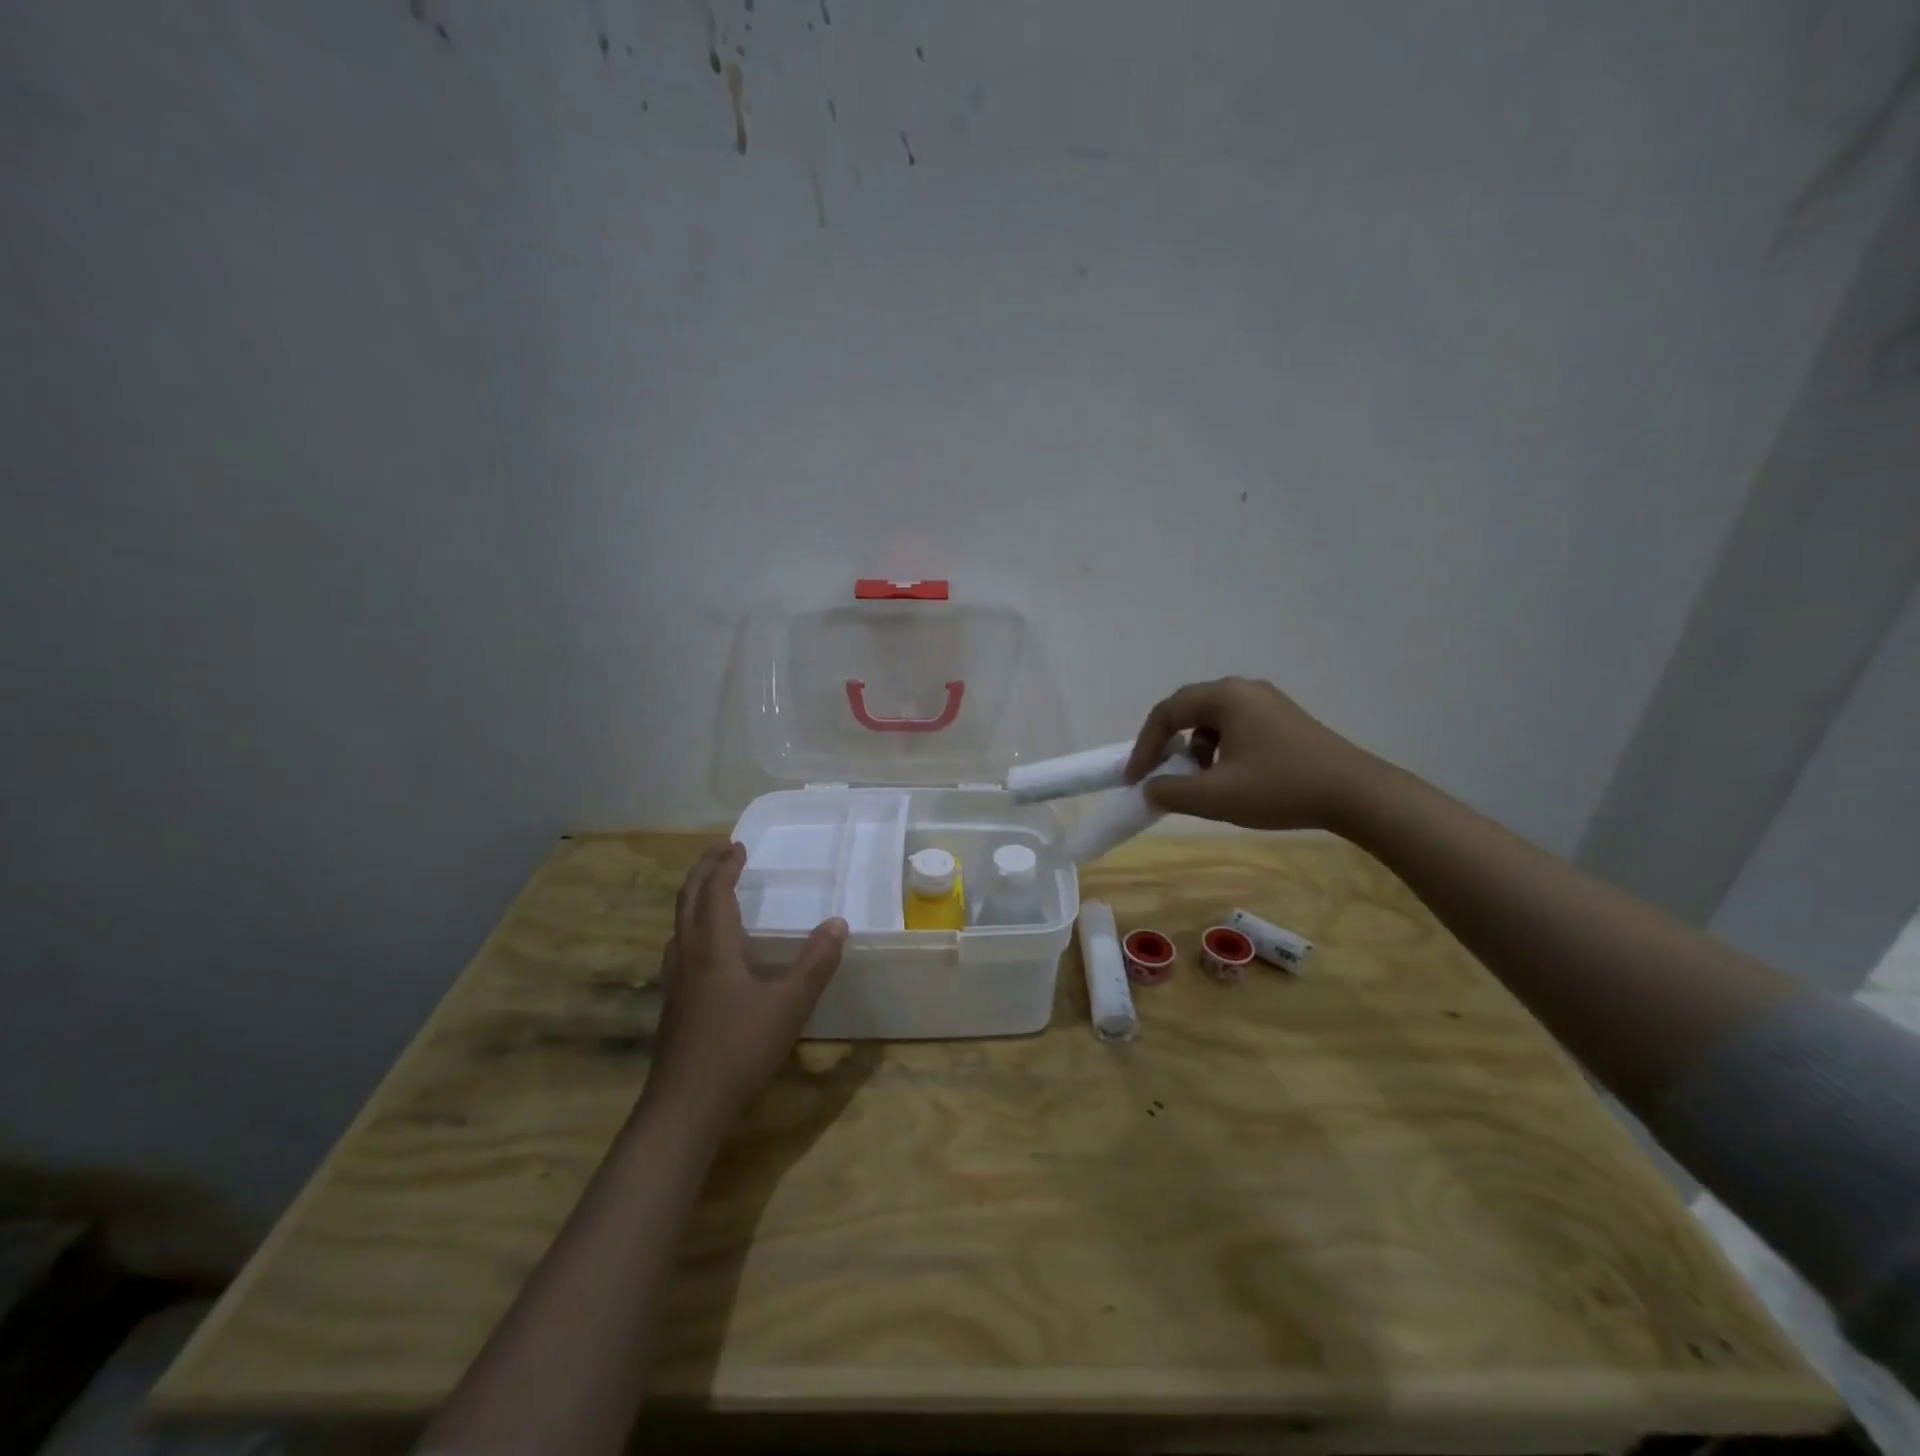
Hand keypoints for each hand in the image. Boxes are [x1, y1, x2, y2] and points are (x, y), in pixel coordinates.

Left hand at [644, 842, 846, 1128]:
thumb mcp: (789, 1005)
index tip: (737, 845)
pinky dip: (693, 928)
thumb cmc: (739, 1048)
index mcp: (713, 947)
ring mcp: (676, 982)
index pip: (715, 892)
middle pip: (688, 900)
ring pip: (679, 925)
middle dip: (703, 871)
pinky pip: (680, 948)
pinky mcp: (674, 1005)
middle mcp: (688, 955)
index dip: (725, 866)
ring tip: (712, 892)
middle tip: (719, 851)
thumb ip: (815, 963)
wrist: (684, 1106)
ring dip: (694, 898)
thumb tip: (838, 924)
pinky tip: (707, 951)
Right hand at [1123, 677, 1377, 830]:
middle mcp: (1244, 689)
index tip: (1135, 778)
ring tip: (1199, 779)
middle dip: (1167, 744)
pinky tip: (1231, 776)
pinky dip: (1219, 748)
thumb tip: (1149, 788)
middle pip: (1188, 710)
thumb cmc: (1280, 788)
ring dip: (1194, 748)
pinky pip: (1235, 726)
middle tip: (1157, 773)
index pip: (1167, 713)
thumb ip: (1171, 791)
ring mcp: (1267, 702)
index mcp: (1225, 697)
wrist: (1355, 794)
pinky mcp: (1283, 719)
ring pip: (1212, 719)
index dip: (1145, 746)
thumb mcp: (1216, 796)